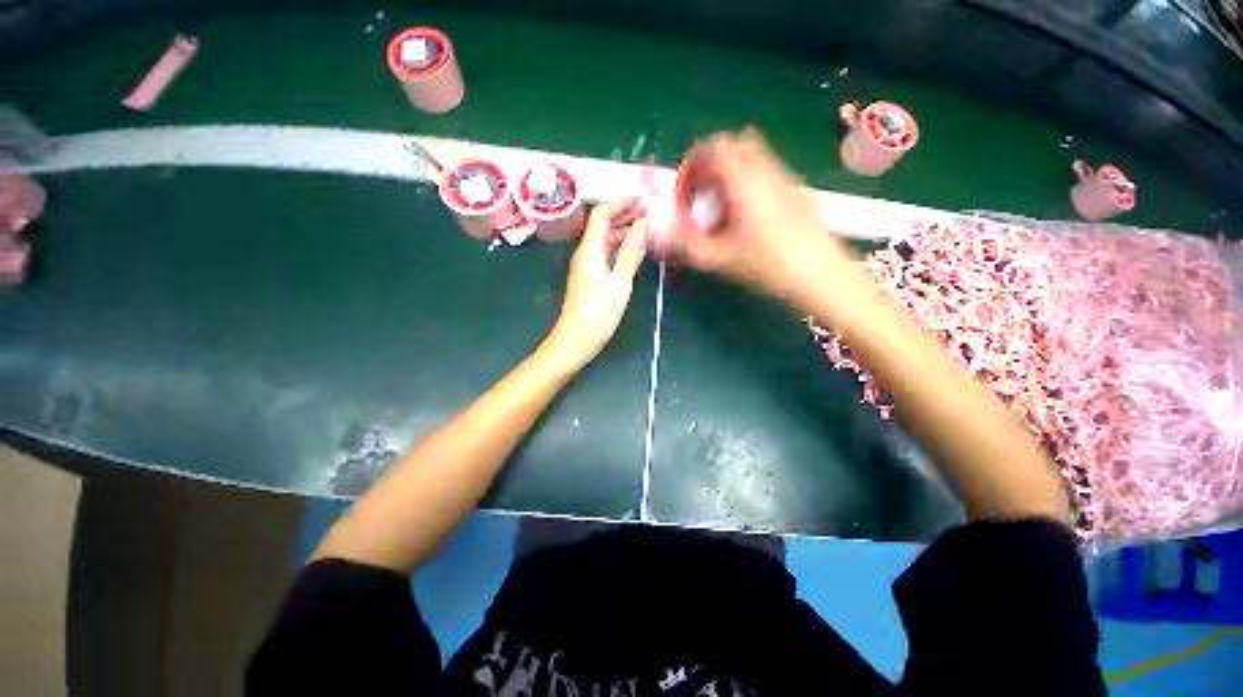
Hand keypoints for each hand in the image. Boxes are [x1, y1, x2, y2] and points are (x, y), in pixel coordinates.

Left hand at [542, 199, 648, 371]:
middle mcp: (585, 253)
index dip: (620, 203)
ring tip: (646, 229)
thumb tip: (643, 224)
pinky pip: (605, 253)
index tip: (643, 201)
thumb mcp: (620, 283)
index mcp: (590, 250)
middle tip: (649, 212)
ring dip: (623, 230)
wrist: (575, 340)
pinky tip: (634, 250)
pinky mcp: (589, 277)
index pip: (601, 215)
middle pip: (602, 225)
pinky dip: (619, 246)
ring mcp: (586, 265)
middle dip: (624, 214)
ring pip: (604, 239)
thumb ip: (631, 253)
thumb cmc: (598, 314)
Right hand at [669, 128, 849, 294]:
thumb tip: (661, 234)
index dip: (692, 164)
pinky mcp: (797, 189)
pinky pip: (765, 171)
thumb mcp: (720, 258)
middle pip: (733, 145)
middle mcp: (765, 169)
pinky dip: (748, 182)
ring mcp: (785, 177)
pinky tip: (748, 216)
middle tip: (702, 197)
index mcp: (743, 179)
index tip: (685, 193)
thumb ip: (687, 243)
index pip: (712, 147)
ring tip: (722, 209)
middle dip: (711, 166)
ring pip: (751, 157)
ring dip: (730, 174)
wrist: (821, 274)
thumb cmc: (767, 265)